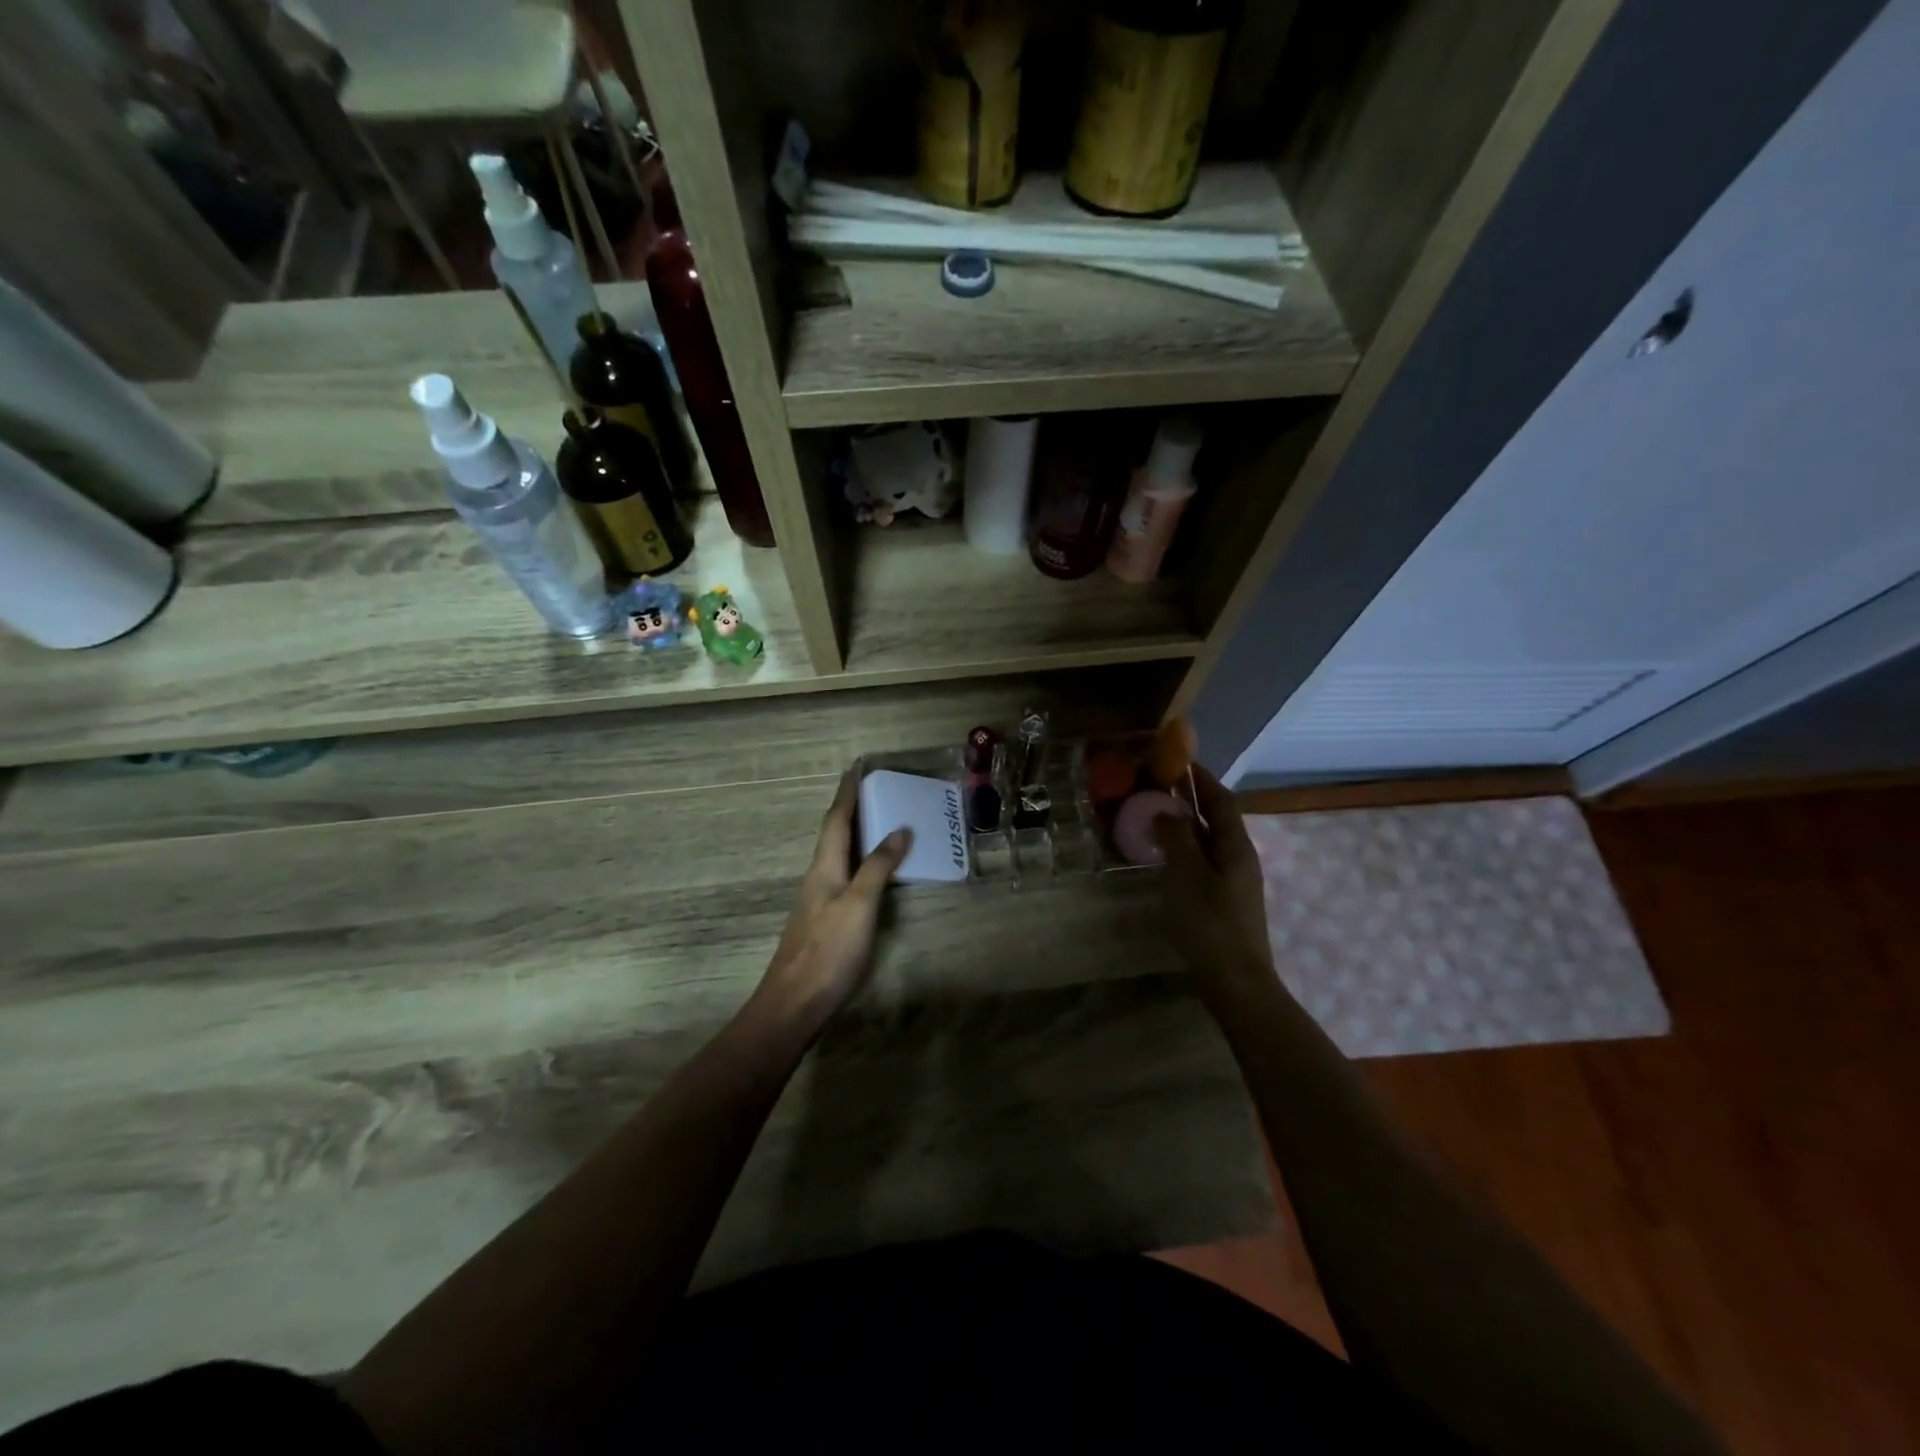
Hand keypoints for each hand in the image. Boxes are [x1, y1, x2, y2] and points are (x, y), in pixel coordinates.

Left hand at [755, 771, 911, 1027]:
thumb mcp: (859, 905)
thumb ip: (878, 867)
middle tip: (872, 789)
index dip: (847, 793)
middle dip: (851, 808)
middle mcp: (818, 877)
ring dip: (855, 833)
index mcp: (824, 867)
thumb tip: (899, 830)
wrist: (794, 1003)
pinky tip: (870, 870)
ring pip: (838, 855)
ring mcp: (819, 899)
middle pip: (834, 834)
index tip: (855, 768)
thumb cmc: (829, 950)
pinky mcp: (824, 920)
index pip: (836, 820)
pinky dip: (859, 860)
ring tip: (877, 821)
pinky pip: (844, 875)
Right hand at [1154, 765, 1276, 1008]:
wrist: (1236, 982)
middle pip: (1217, 819)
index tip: (1178, 761)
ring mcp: (1235, 881)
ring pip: (1210, 841)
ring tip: (1155, 817)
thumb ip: (1177, 838)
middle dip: (1191, 800)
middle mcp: (1240, 858)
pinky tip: (1166, 858)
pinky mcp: (1226, 900)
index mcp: (1236, 846)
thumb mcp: (1187, 875)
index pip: (1221, 800)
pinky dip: (1186, 850)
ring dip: (1186, 826)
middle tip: (1158, 788)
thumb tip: (1167, 811)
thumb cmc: (1210, 924)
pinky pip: (1205, 862)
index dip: (1201, 779)